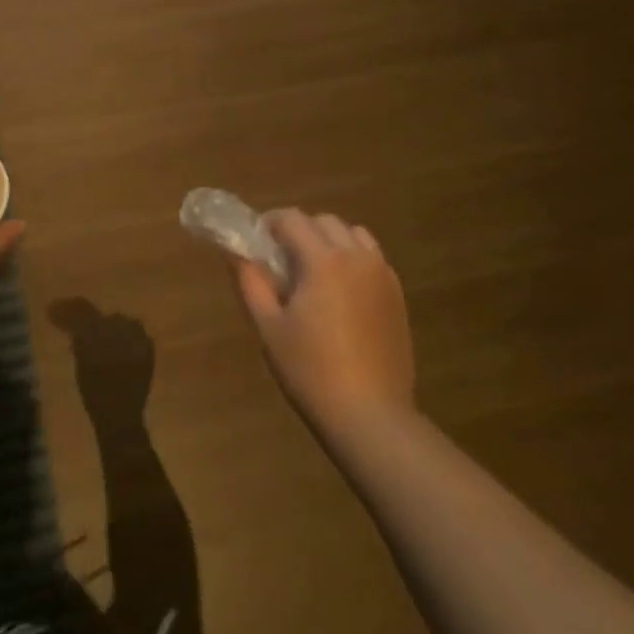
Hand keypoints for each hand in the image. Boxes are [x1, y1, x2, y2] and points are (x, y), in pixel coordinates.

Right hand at [233, 210, 414, 434]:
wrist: (370, 415)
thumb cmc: (311, 370)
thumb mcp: (269, 327)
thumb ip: (251, 282)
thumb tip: (237, 252)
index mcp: (324, 260)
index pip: (292, 218)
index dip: (269, 223)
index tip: (256, 242)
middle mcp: (357, 257)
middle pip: (324, 221)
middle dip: (299, 230)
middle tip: (281, 260)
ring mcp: (382, 275)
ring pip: (353, 235)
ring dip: (329, 240)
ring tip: (313, 272)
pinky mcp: (397, 295)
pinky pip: (372, 258)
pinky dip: (352, 258)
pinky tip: (340, 292)